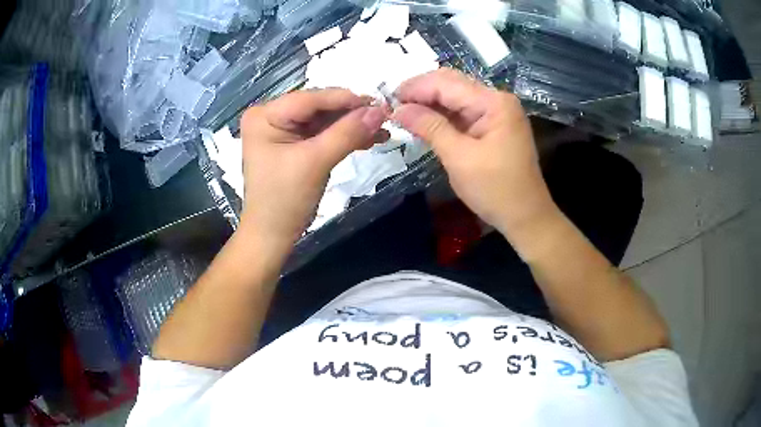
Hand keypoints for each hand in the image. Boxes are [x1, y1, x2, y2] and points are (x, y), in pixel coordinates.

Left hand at [239, 88, 387, 249]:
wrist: (273, 235)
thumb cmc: (285, 200)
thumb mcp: (315, 162)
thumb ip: (347, 133)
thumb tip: (380, 110)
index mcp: (264, 115)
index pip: (309, 98)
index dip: (345, 99)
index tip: (379, 102)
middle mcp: (271, 116)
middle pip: (318, 107)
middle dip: (351, 113)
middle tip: (385, 117)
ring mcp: (282, 129)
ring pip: (324, 119)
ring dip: (353, 125)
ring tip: (383, 130)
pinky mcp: (294, 143)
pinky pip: (323, 133)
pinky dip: (344, 136)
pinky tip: (369, 139)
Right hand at [392, 69, 554, 236]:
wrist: (526, 216)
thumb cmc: (495, 190)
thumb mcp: (459, 158)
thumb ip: (429, 128)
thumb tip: (398, 109)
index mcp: (493, 102)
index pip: (446, 83)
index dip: (415, 88)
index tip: (387, 99)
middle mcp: (496, 99)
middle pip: (451, 84)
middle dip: (421, 92)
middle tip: (392, 105)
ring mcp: (496, 112)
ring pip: (454, 97)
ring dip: (429, 103)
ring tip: (402, 113)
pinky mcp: (492, 125)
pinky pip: (462, 113)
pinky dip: (441, 116)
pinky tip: (423, 121)